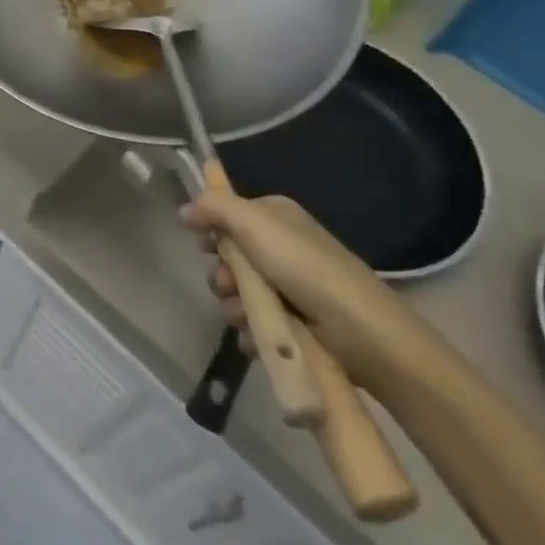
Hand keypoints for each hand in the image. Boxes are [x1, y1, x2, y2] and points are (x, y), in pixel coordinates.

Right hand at [181, 184, 433, 389]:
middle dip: (222, 274)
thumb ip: (214, 207)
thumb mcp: (254, 224)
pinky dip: (253, 331)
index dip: (212, 230)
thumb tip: (185, 209)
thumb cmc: (305, 268)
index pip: (228, 215)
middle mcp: (281, 247)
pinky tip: (259, 336)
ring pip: (237, 293)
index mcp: (276, 217)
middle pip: (228, 257)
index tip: (205, 245)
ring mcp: (288, 286)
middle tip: (228, 283)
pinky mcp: (293, 322)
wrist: (360, 331)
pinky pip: (254, 324)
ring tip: (249, 315)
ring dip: (235, 306)